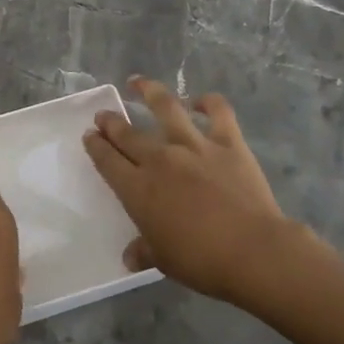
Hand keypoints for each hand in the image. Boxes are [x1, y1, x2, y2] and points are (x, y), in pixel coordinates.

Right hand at [83, 77, 317, 305]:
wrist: (253, 251)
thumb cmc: (202, 261)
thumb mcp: (164, 261)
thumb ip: (144, 251)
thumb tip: (130, 257)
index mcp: (138, 189)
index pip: (107, 160)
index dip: (95, 146)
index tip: (90, 135)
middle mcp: (160, 159)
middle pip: (127, 133)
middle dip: (111, 122)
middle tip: (104, 115)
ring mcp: (194, 145)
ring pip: (166, 107)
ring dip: (149, 91)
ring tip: (138, 82)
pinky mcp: (228, 142)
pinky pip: (218, 111)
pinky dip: (208, 101)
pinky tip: (200, 100)